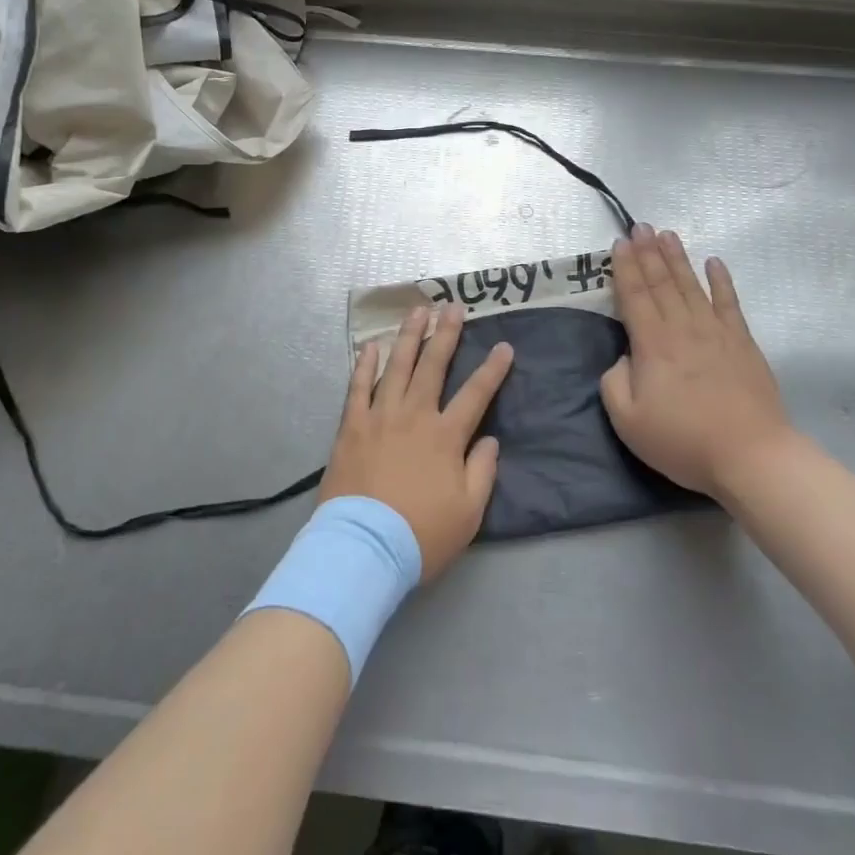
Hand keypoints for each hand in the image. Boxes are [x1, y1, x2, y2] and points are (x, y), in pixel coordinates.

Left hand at [321, 303, 512, 579]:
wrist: (365, 547)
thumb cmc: (422, 534)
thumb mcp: (469, 512)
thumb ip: (482, 471)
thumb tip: (489, 440)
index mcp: (445, 436)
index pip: (476, 394)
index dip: (493, 369)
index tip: (504, 346)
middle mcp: (414, 416)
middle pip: (433, 366)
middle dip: (446, 334)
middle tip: (453, 307)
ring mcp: (379, 417)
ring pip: (396, 367)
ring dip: (408, 337)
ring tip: (417, 311)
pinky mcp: (351, 427)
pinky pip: (357, 388)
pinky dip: (364, 365)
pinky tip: (371, 346)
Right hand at [599, 224, 799, 499]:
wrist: (750, 456)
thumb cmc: (683, 440)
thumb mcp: (628, 421)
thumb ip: (614, 383)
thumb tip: (625, 358)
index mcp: (652, 345)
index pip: (635, 296)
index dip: (625, 268)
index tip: (620, 243)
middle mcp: (682, 328)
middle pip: (661, 283)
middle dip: (648, 252)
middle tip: (639, 226)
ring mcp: (716, 332)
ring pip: (691, 285)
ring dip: (677, 258)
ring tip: (667, 234)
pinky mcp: (742, 343)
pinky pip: (729, 303)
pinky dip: (721, 280)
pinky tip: (714, 262)